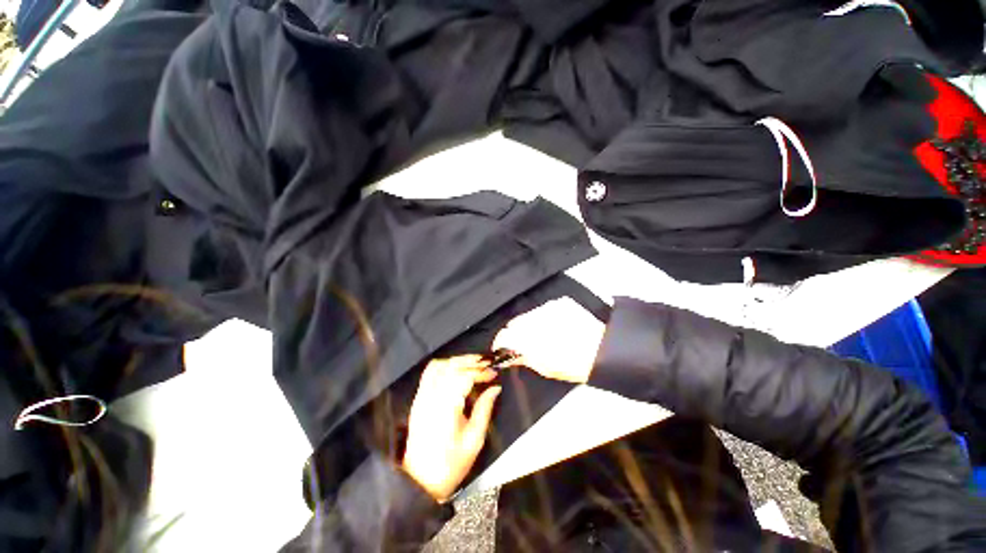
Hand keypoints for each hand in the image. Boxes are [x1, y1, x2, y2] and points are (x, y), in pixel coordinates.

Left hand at [402, 355, 500, 501]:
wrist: (420, 480)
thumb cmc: (451, 464)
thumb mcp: (474, 440)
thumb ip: (484, 409)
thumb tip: (495, 388)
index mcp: (446, 408)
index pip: (463, 376)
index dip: (480, 371)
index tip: (493, 373)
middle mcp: (431, 397)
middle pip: (450, 366)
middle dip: (471, 361)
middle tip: (487, 364)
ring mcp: (422, 396)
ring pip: (439, 365)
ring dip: (458, 360)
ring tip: (474, 364)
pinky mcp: (418, 398)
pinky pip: (429, 372)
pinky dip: (444, 365)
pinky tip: (456, 368)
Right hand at [493, 298, 605, 383]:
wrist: (603, 349)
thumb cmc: (573, 364)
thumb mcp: (545, 368)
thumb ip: (523, 357)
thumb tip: (508, 355)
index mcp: (530, 339)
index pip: (504, 335)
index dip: (499, 343)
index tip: (501, 348)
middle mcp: (535, 319)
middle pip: (513, 322)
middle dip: (513, 332)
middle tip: (520, 342)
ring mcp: (547, 308)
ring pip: (527, 314)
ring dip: (528, 323)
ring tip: (539, 333)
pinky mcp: (558, 302)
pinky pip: (542, 308)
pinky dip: (542, 316)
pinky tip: (551, 325)